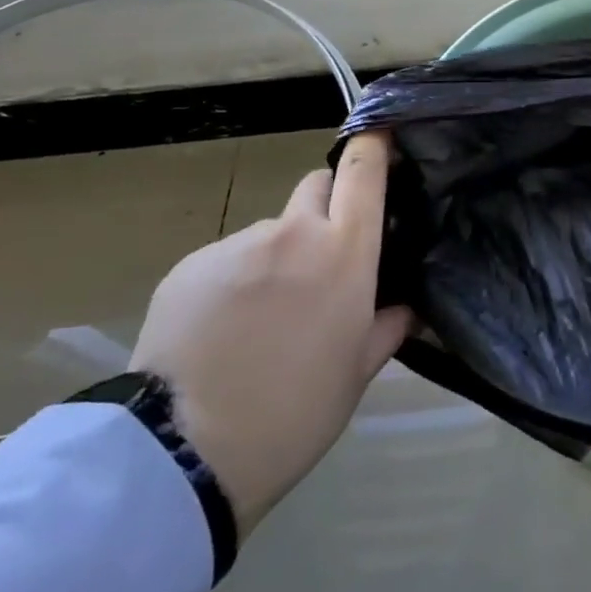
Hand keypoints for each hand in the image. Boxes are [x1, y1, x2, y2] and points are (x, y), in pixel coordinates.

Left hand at [131, 132, 413, 536]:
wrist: (182, 453)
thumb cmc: (294, 413)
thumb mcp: (357, 373)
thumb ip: (388, 325)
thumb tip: (408, 304)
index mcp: (344, 252)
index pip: (363, 171)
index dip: (373, 145)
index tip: (380, 137)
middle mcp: (293, 232)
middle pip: (316, 186)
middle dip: (326, 207)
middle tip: (322, 258)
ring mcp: (237, 244)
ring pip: (270, 230)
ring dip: (276, 255)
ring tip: (261, 315)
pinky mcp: (190, 265)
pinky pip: (227, 258)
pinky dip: (234, 280)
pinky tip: (222, 329)